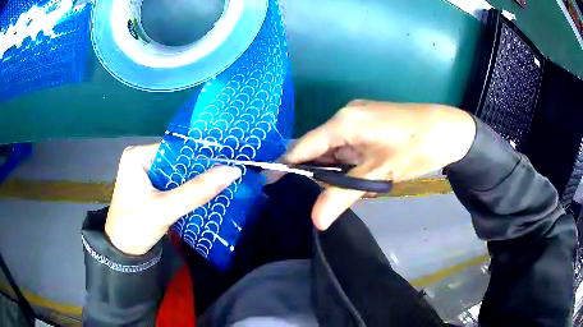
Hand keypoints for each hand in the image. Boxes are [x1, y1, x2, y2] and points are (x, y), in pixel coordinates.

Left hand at [105, 144, 241, 254]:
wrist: (123, 253)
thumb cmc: (136, 227)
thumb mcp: (165, 209)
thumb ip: (197, 191)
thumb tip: (233, 170)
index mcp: (137, 155)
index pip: (175, 148)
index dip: (200, 155)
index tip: (227, 159)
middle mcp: (141, 159)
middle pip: (177, 159)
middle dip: (200, 168)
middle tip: (229, 170)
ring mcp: (146, 173)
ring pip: (178, 172)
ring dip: (196, 179)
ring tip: (224, 179)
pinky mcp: (151, 187)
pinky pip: (174, 183)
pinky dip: (188, 188)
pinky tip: (206, 191)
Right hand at [285, 100, 475, 229]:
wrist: (449, 131)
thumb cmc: (414, 149)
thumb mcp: (378, 175)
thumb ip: (343, 196)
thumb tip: (316, 222)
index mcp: (343, 122)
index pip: (303, 146)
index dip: (285, 165)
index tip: (268, 182)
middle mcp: (346, 116)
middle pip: (320, 149)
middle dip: (326, 174)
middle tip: (342, 193)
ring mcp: (359, 118)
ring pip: (337, 150)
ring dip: (344, 171)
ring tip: (369, 183)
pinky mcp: (371, 123)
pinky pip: (350, 146)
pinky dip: (354, 163)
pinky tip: (373, 173)